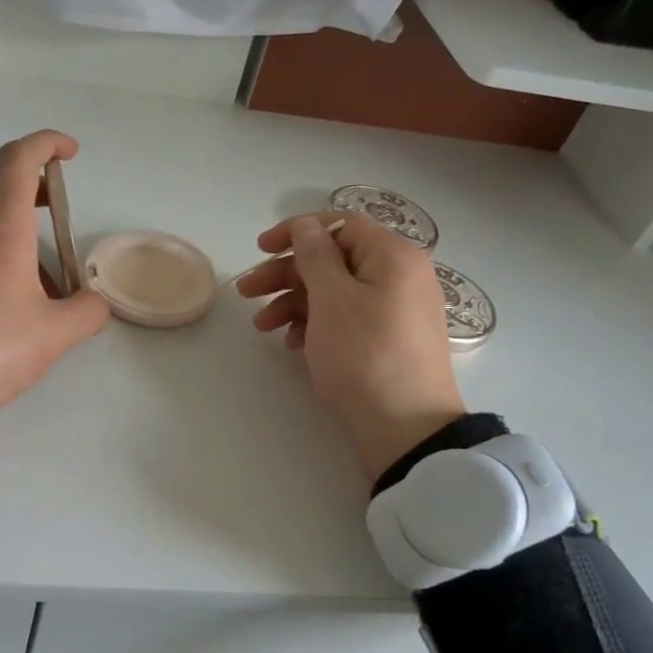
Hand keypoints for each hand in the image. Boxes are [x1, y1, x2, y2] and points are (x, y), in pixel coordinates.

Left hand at [0, 129, 110, 437]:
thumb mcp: (53, 336)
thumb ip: (86, 313)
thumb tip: (96, 303)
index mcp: (0, 230)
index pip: (19, 159)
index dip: (46, 144)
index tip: (69, 154)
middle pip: (3, 194)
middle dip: (38, 202)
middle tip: (62, 233)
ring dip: (17, 245)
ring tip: (39, 297)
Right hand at [237, 213, 465, 478]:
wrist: (406, 427)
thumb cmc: (365, 355)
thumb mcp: (333, 299)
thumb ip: (315, 256)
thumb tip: (305, 226)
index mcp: (392, 256)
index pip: (339, 225)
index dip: (296, 232)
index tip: (260, 249)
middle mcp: (399, 276)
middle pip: (333, 261)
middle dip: (286, 274)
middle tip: (246, 292)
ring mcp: (396, 311)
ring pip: (336, 293)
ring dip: (294, 303)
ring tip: (263, 327)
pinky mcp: (388, 341)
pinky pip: (347, 319)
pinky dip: (316, 325)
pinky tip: (292, 344)